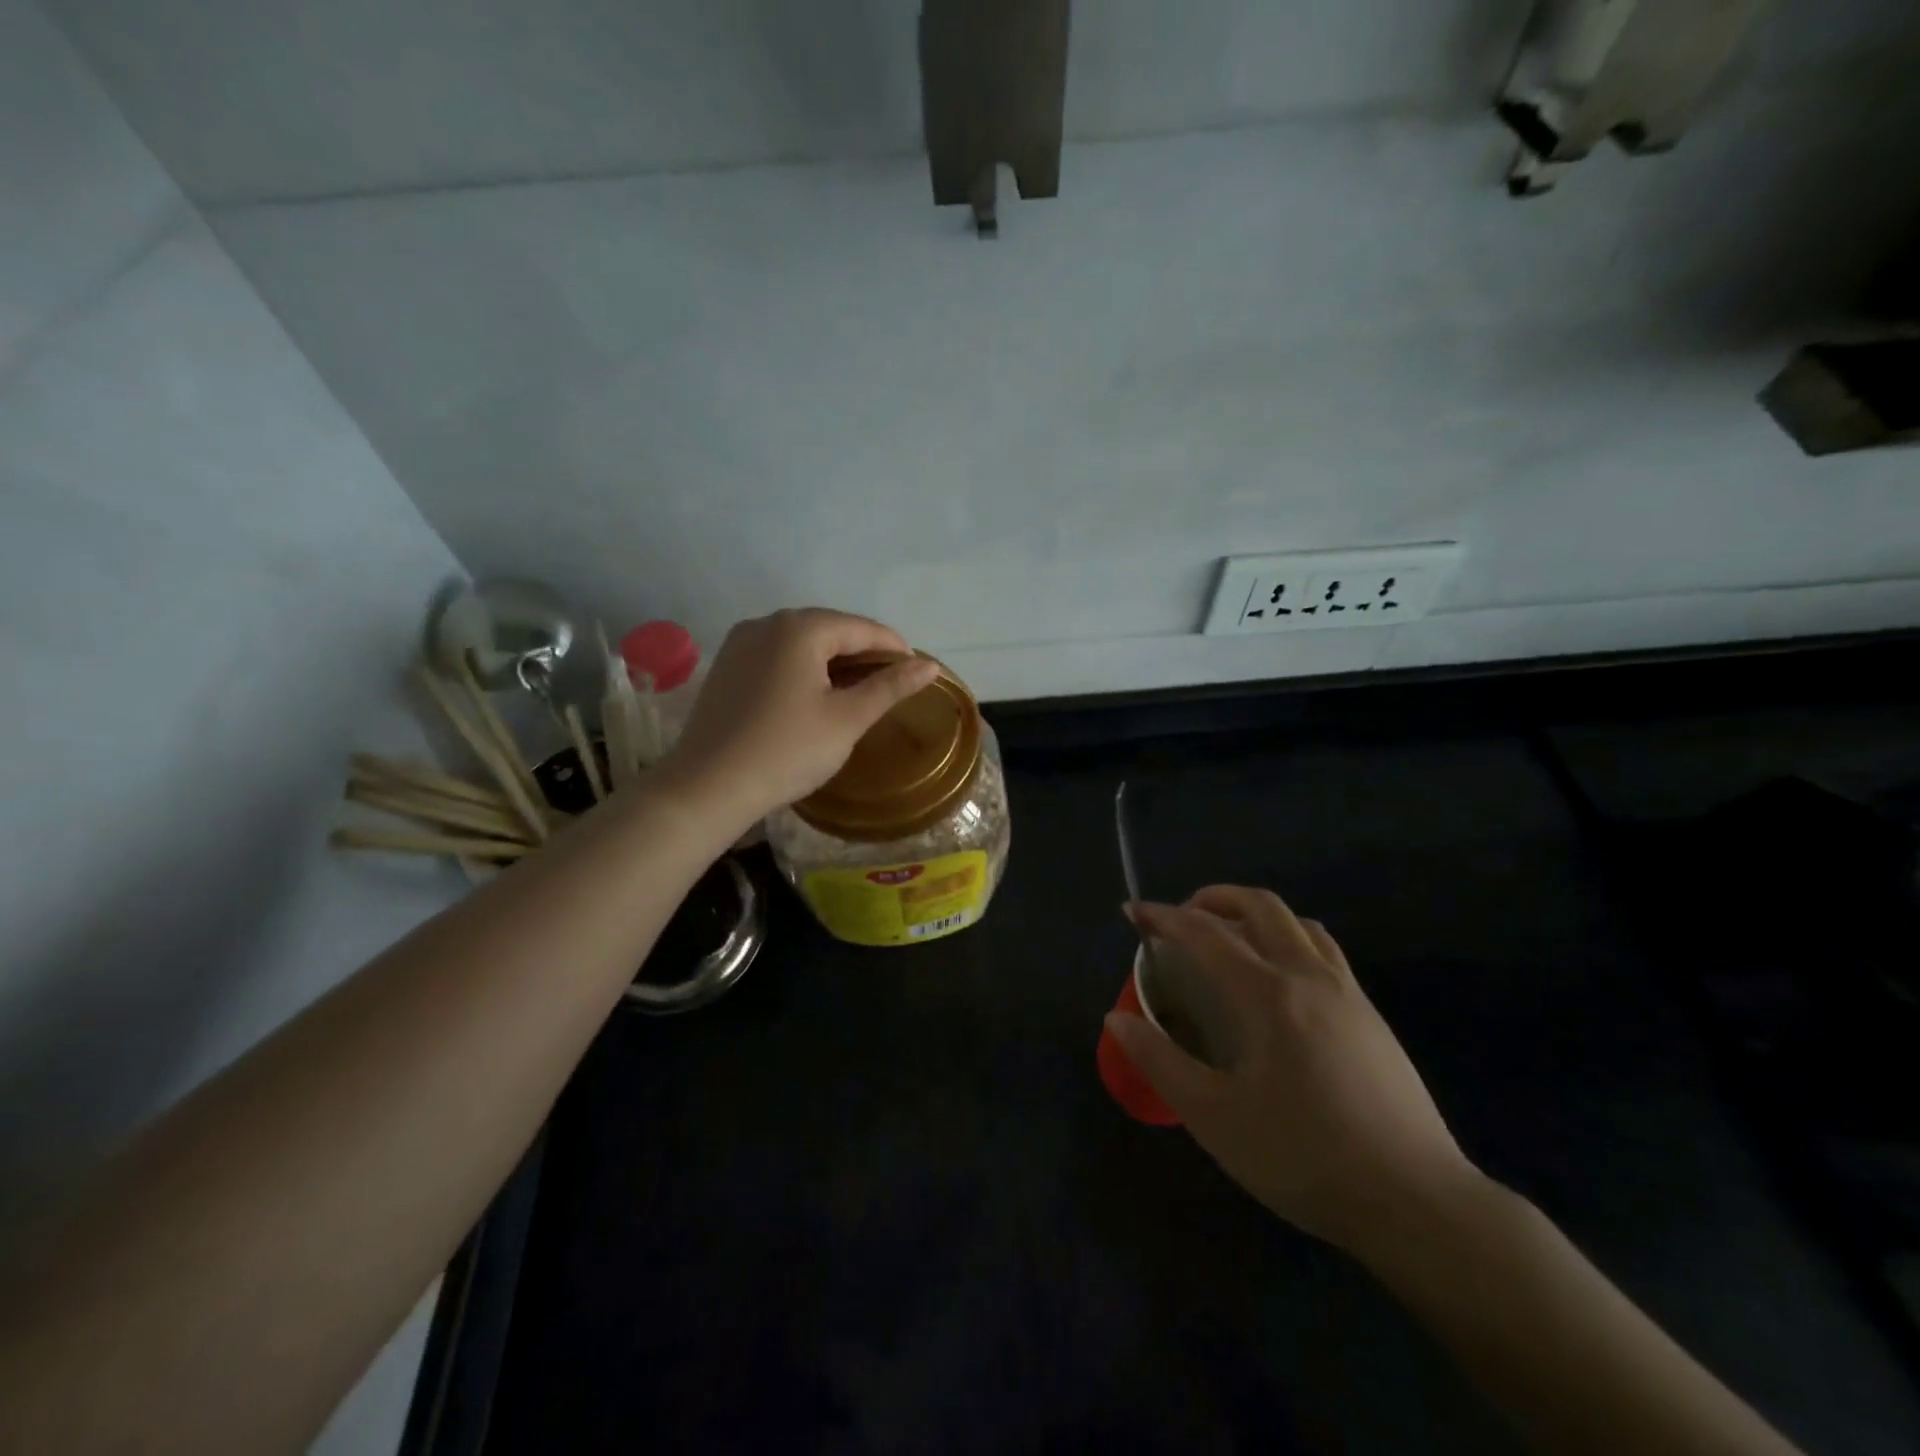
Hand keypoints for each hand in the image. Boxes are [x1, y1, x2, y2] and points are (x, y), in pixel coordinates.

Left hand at [659, 608, 938, 825]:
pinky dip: (803, 667)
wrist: (707, 787)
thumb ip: (890, 687)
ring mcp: (740, 643)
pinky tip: (813, 694)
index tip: (918, 671)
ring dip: (832, 659)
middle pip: (829, 629)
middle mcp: (767, 623)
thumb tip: (930, 665)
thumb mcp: (847, 719)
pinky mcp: (725, 667)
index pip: (861, 628)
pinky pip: (776, 656)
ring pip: (801, 642)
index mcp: (800, 628)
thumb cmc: (787, 751)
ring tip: (857, 689)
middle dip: (863, 651)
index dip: (894, 647)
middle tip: (890, 682)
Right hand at [1108, 887, 1480, 1258]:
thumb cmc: (1304, 1158)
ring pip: (1299, 923)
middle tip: (1182, 917)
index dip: (1163, 917)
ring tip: (1229, 938)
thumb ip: (1161, 1062)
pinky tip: (1279, 982)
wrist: (1417, 1203)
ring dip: (1256, 914)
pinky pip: (1324, 951)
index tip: (1133, 912)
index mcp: (1267, 995)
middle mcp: (1308, 977)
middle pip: (1261, 906)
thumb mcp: (1215, 1118)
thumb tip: (1117, 1019)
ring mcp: (1348, 994)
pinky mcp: (1371, 1017)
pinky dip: (1289, 939)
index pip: (1204, 933)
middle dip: (1215, 898)